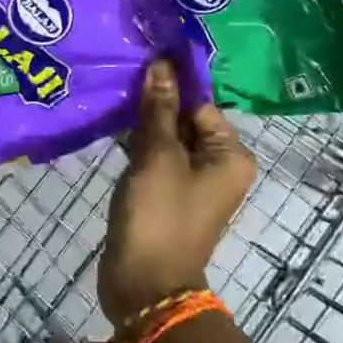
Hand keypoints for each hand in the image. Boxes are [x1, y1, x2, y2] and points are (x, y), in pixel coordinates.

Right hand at [99, 59, 256, 326]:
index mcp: (230, 155)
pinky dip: (138, 144)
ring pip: (167, 137)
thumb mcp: (158, 156)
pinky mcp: (167, 193)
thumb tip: (161, 64)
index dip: (171, 82)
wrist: (144, 285)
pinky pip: (156, 157)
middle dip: (155, 100)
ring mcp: (191, 181)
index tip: (140, 57)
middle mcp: (218, 165)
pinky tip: (112, 124)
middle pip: (185, 119)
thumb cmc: (159, 215)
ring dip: (143, 121)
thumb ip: (159, 109)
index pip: (200, 103)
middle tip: (121, 71)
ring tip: (112, 93)